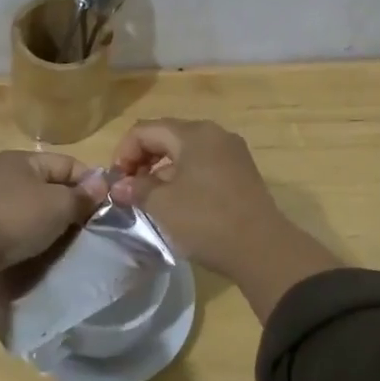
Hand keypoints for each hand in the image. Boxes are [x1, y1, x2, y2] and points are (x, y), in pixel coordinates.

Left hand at [0, 151, 107, 271]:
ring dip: (49, 219)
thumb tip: (102, 183)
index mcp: (23, 159)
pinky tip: (36, 245)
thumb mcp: (58, 206)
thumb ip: (82, 195)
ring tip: (64, 239)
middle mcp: (4, 171)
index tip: (104, 207)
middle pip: (49, 183)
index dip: (90, 182)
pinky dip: (29, 231)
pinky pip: (15, 221)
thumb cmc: (16, 219)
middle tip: (87, 226)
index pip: (68, 163)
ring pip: (32, 204)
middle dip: (69, 202)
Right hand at [108, 119, 337, 318]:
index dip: (124, 152)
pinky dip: (184, 176)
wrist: (263, 249)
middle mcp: (214, 134)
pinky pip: (204, 164)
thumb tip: (120, 186)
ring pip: (186, 151)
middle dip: (142, 159)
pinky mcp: (241, 172)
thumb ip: (137, 188)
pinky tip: (178, 201)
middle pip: (166, 136)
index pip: (145, 130)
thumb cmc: (206, 220)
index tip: (117, 182)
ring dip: (162, 169)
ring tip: (150, 198)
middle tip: (129, 189)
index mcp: (193, 133)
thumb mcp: (163, 205)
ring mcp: (232, 152)